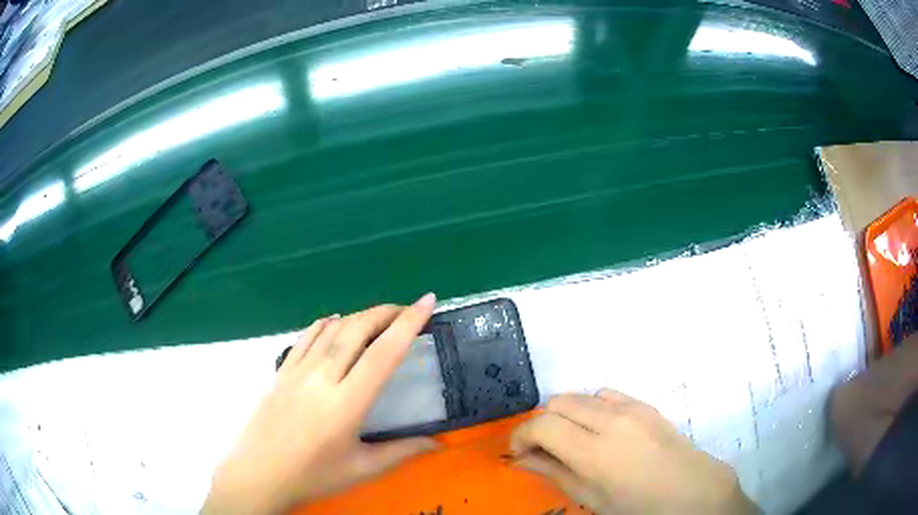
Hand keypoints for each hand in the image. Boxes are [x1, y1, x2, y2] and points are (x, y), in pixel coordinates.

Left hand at [202, 294, 438, 514]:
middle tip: (408, 309)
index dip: (408, 324)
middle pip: (357, 330)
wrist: (259, 474)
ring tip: (380, 316)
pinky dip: (325, 323)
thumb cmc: (313, 476)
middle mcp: (322, 378)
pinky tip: (335, 321)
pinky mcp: (282, 372)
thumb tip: (438, 443)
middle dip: (386, 312)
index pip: (383, 354)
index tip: (427, 301)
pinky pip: (305, 337)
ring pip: (332, 329)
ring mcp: (297, 371)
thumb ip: (402, 452)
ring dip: (359, 315)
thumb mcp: (362, 469)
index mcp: (346, 404)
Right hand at [510, 389, 756, 514]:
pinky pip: (606, 394)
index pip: (541, 425)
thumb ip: (553, 472)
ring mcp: (631, 408)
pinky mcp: (645, 403)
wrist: (690, 490)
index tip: (518, 451)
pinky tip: (601, 430)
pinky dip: (592, 407)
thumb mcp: (590, 497)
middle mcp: (610, 420)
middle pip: (558, 402)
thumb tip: (520, 459)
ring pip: (580, 395)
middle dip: (543, 424)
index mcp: (594, 451)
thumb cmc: (637, 505)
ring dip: (567, 414)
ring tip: (574, 440)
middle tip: (545, 449)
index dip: (521, 435)